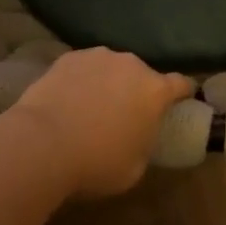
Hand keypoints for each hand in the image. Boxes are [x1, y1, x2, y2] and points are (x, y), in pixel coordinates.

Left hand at [2, 49, 193, 198]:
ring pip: (111, 68)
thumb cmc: (96, 162)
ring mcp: (97, 57)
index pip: (181, 84)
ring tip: (92, 106)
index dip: (184, 93)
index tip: (182, 101)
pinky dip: (81, 81)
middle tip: (125, 114)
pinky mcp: (67, 58)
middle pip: (143, 74)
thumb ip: (144, 143)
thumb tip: (137, 136)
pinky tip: (68, 100)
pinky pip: (83, 69)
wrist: (42, 144)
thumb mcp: (135, 167)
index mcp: (154, 91)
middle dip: (138, 91)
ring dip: (108, 82)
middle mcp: (131, 64)